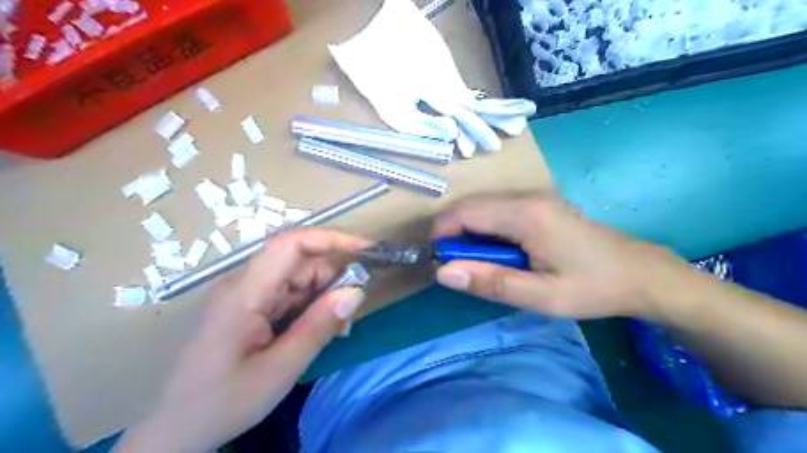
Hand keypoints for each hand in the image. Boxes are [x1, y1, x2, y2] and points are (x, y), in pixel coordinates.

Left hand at [114, 229, 370, 452]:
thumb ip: (319, 327)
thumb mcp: (279, 370)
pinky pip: (287, 295)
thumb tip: (356, 292)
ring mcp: (244, 295)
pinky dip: (309, 308)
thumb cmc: (222, 402)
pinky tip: (317, 331)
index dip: (331, 238)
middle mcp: (243, 284)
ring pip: (296, 278)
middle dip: (332, 278)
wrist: (174, 432)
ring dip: (323, 296)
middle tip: (351, 312)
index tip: (366, 249)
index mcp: (244, 292)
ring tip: (337, 329)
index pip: (290, 244)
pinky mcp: (247, 307)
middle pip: (298, 261)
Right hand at [436, 195, 693, 317]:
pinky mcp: (540, 207)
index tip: (434, 261)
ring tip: (473, 265)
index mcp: (526, 215)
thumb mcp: (542, 296)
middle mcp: (527, 198)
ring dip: (468, 234)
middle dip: (452, 235)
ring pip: (484, 209)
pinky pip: (499, 213)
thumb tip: (443, 273)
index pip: (466, 212)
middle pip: (472, 207)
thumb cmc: (593, 287)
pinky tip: (495, 254)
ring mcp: (535, 199)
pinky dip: (485, 232)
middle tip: (453, 269)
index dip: (441, 233)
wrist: (640, 274)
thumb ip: (491, 283)